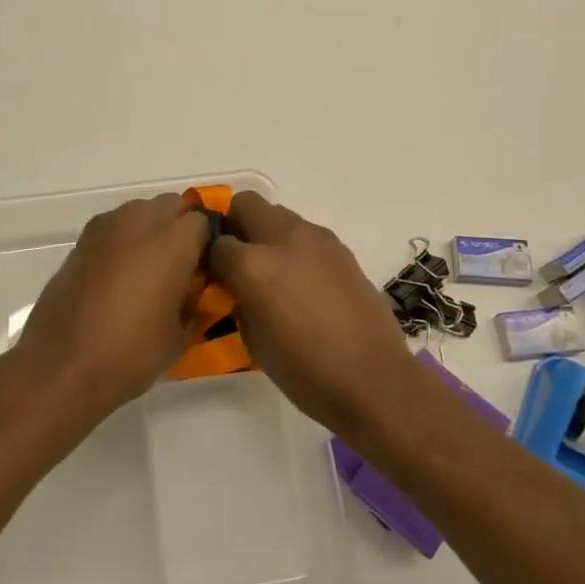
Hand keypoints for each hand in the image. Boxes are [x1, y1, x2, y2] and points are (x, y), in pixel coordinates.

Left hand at [11, 193, 211, 420]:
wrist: (62, 365)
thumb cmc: (131, 353)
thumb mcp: (180, 335)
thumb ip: (196, 302)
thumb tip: (196, 290)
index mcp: (173, 240)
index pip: (203, 222)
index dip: (208, 244)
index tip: (206, 270)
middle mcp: (141, 221)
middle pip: (171, 205)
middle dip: (180, 228)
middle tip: (181, 265)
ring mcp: (106, 227)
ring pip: (140, 211)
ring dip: (150, 229)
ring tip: (148, 269)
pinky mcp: (81, 240)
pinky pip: (114, 227)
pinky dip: (123, 240)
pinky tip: (119, 275)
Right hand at [208, 191, 417, 434]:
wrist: (372, 380)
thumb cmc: (304, 371)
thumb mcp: (252, 340)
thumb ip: (237, 300)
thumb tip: (235, 286)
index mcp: (253, 264)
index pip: (217, 243)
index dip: (211, 259)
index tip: (215, 276)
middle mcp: (283, 238)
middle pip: (246, 204)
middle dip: (236, 224)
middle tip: (239, 259)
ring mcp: (317, 238)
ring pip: (278, 214)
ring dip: (267, 233)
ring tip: (274, 272)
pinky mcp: (341, 247)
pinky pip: (306, 233)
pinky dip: (295, 246)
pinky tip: (303, 282)